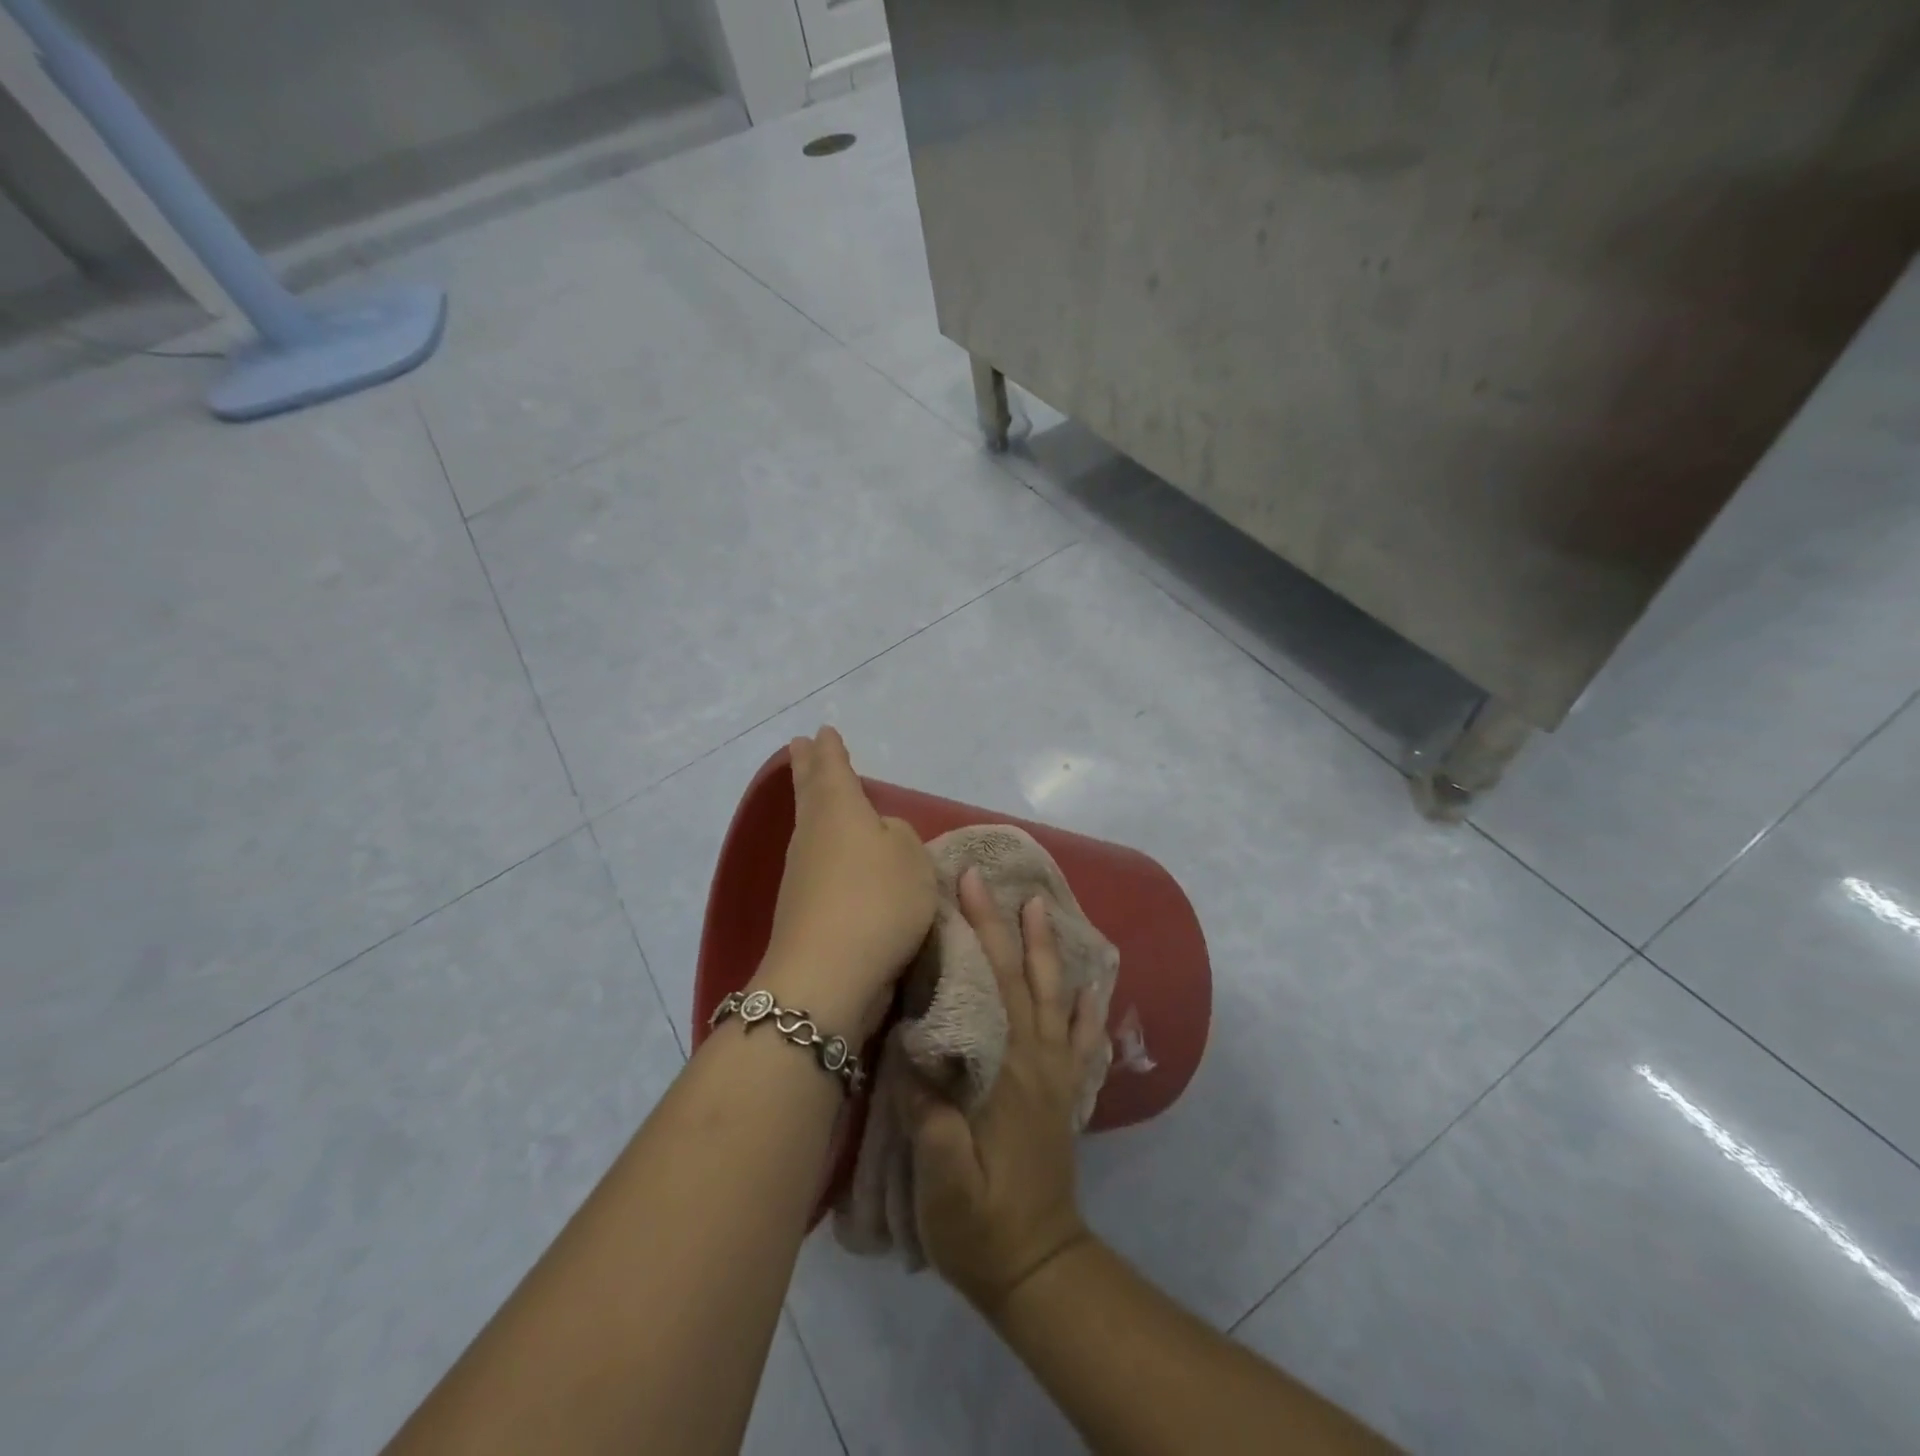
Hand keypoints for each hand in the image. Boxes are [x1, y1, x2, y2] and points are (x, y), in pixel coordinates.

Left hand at [753, 728, 936, 1039]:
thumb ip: (900, 837)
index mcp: (839, 810)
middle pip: (809, 792)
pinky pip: (815, 862)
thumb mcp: (912, 859)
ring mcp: (801, 873)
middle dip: (807, 767)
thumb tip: (879, 836)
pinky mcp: (801, 909)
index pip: (833, 769)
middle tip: (799, 744)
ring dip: (813, 806)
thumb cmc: (877, 901)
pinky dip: (822, 847)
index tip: (823, 731)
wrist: (828, 975)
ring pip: (809, 826)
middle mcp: (813, 834)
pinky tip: (835, 856)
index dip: (831, 750)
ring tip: (818, 795)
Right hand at [904, 867, 1105, 1315]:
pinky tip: (1095, 983)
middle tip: (983, 879)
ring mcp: (1056, 1075)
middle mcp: (1036, 1061)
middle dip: (1000, 923)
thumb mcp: (943, 1185)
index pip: (989, 986)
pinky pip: (1084, 1039)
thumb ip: (933, 1123)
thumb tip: (915, 1054)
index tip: (959, 890)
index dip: (974, 934)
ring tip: (1040, 905)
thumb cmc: (980, 1226)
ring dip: (1046, 947)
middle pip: (1020, 977)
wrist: (1038, 1267)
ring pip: (1055, 996)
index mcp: (1005, 1072)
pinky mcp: (1065, 1093)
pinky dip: (1090, 1005)